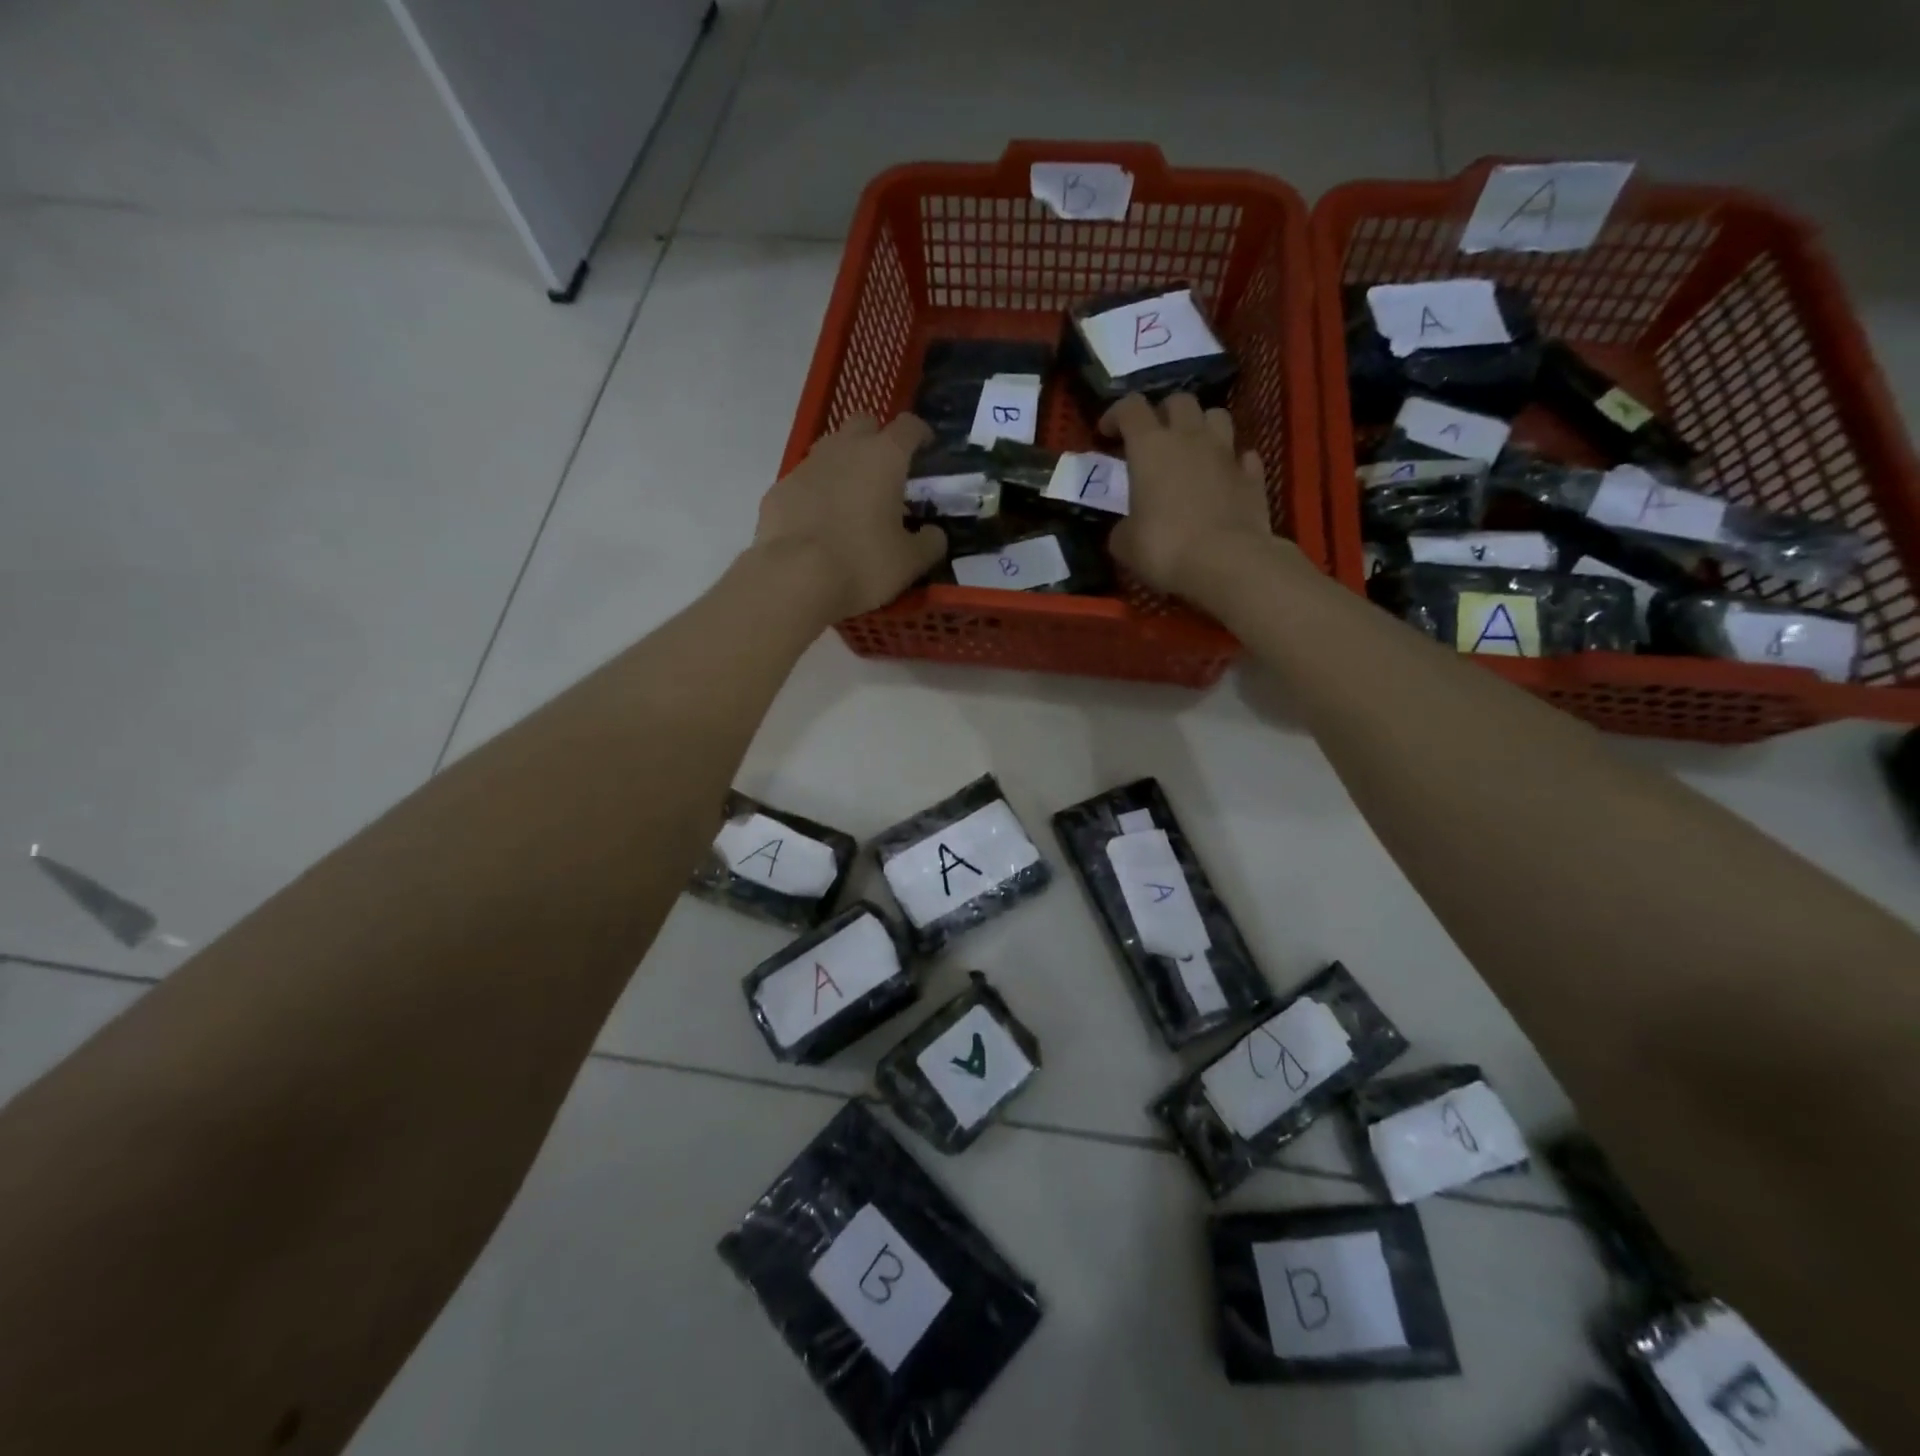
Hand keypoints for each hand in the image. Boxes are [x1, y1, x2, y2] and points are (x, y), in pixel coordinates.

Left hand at [753, 414, 945, 620]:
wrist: (794, 578)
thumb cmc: (863, 564)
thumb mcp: (910, 562)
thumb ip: (930, 542)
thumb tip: (934, 533)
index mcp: (884, 458)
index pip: (908, 426)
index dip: (921, 434)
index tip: (927, 448)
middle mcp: (844, 449)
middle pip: (864, 424)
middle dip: (877, 439)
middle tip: (886, 472)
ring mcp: (806, 466)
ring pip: (830, 449)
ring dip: (844, 464)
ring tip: (852, 499)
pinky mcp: (779, 489)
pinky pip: (804, 481)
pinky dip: (816, 493)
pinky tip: (819, 524)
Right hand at [1101, 393, 1278, 603]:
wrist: (1226, 562)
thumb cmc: (1164, 547)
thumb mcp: (1124, 544)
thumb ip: (1122, 527)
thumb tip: (1127, 528)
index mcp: (1151, 447)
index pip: (1131, 408)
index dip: (1116, 414)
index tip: (1107, 433)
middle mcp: (1190, 438)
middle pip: (1179, 401)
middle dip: (1163, 413)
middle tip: (1153, 439)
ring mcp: (1226, 454)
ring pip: (1217, 416)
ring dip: (1202, 427)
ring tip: (1192, 450)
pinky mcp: (1253, 477)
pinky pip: (1243, 456)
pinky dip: (1233, 462)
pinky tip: (1225, 477)